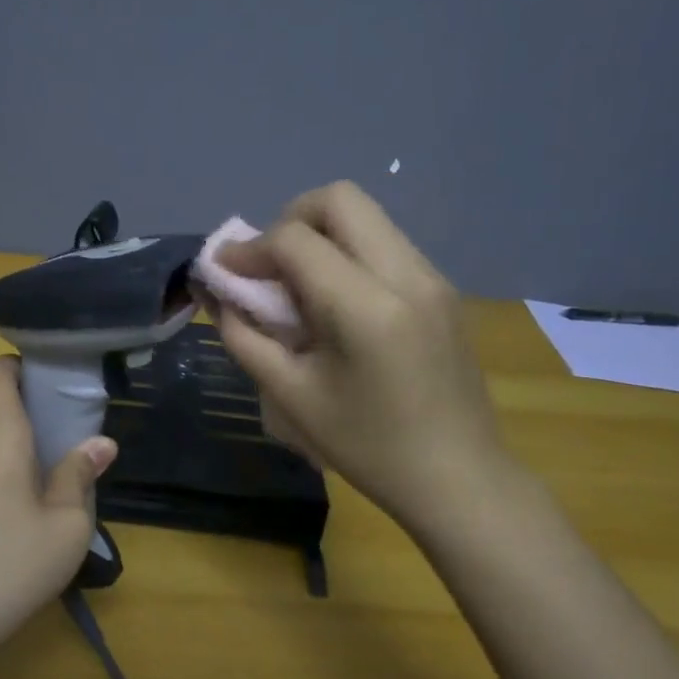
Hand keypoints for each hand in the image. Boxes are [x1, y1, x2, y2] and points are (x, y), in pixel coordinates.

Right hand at [215, 181, 511, 527]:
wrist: (460, 479)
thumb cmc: (368, 447)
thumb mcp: (291, 397)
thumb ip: (245, 337)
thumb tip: (218, 294)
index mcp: (365, 307)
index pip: (295, 239)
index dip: (249, 248)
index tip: (224, 271)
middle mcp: (406, 275)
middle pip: (340, 199)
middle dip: (289, 221)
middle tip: (268, 266)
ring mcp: (433, 278)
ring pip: (367, 217)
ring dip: (321, 235)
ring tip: (298, 285)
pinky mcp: (443, 289)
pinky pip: (386, 244)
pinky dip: (348, 253)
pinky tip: (335, 302)